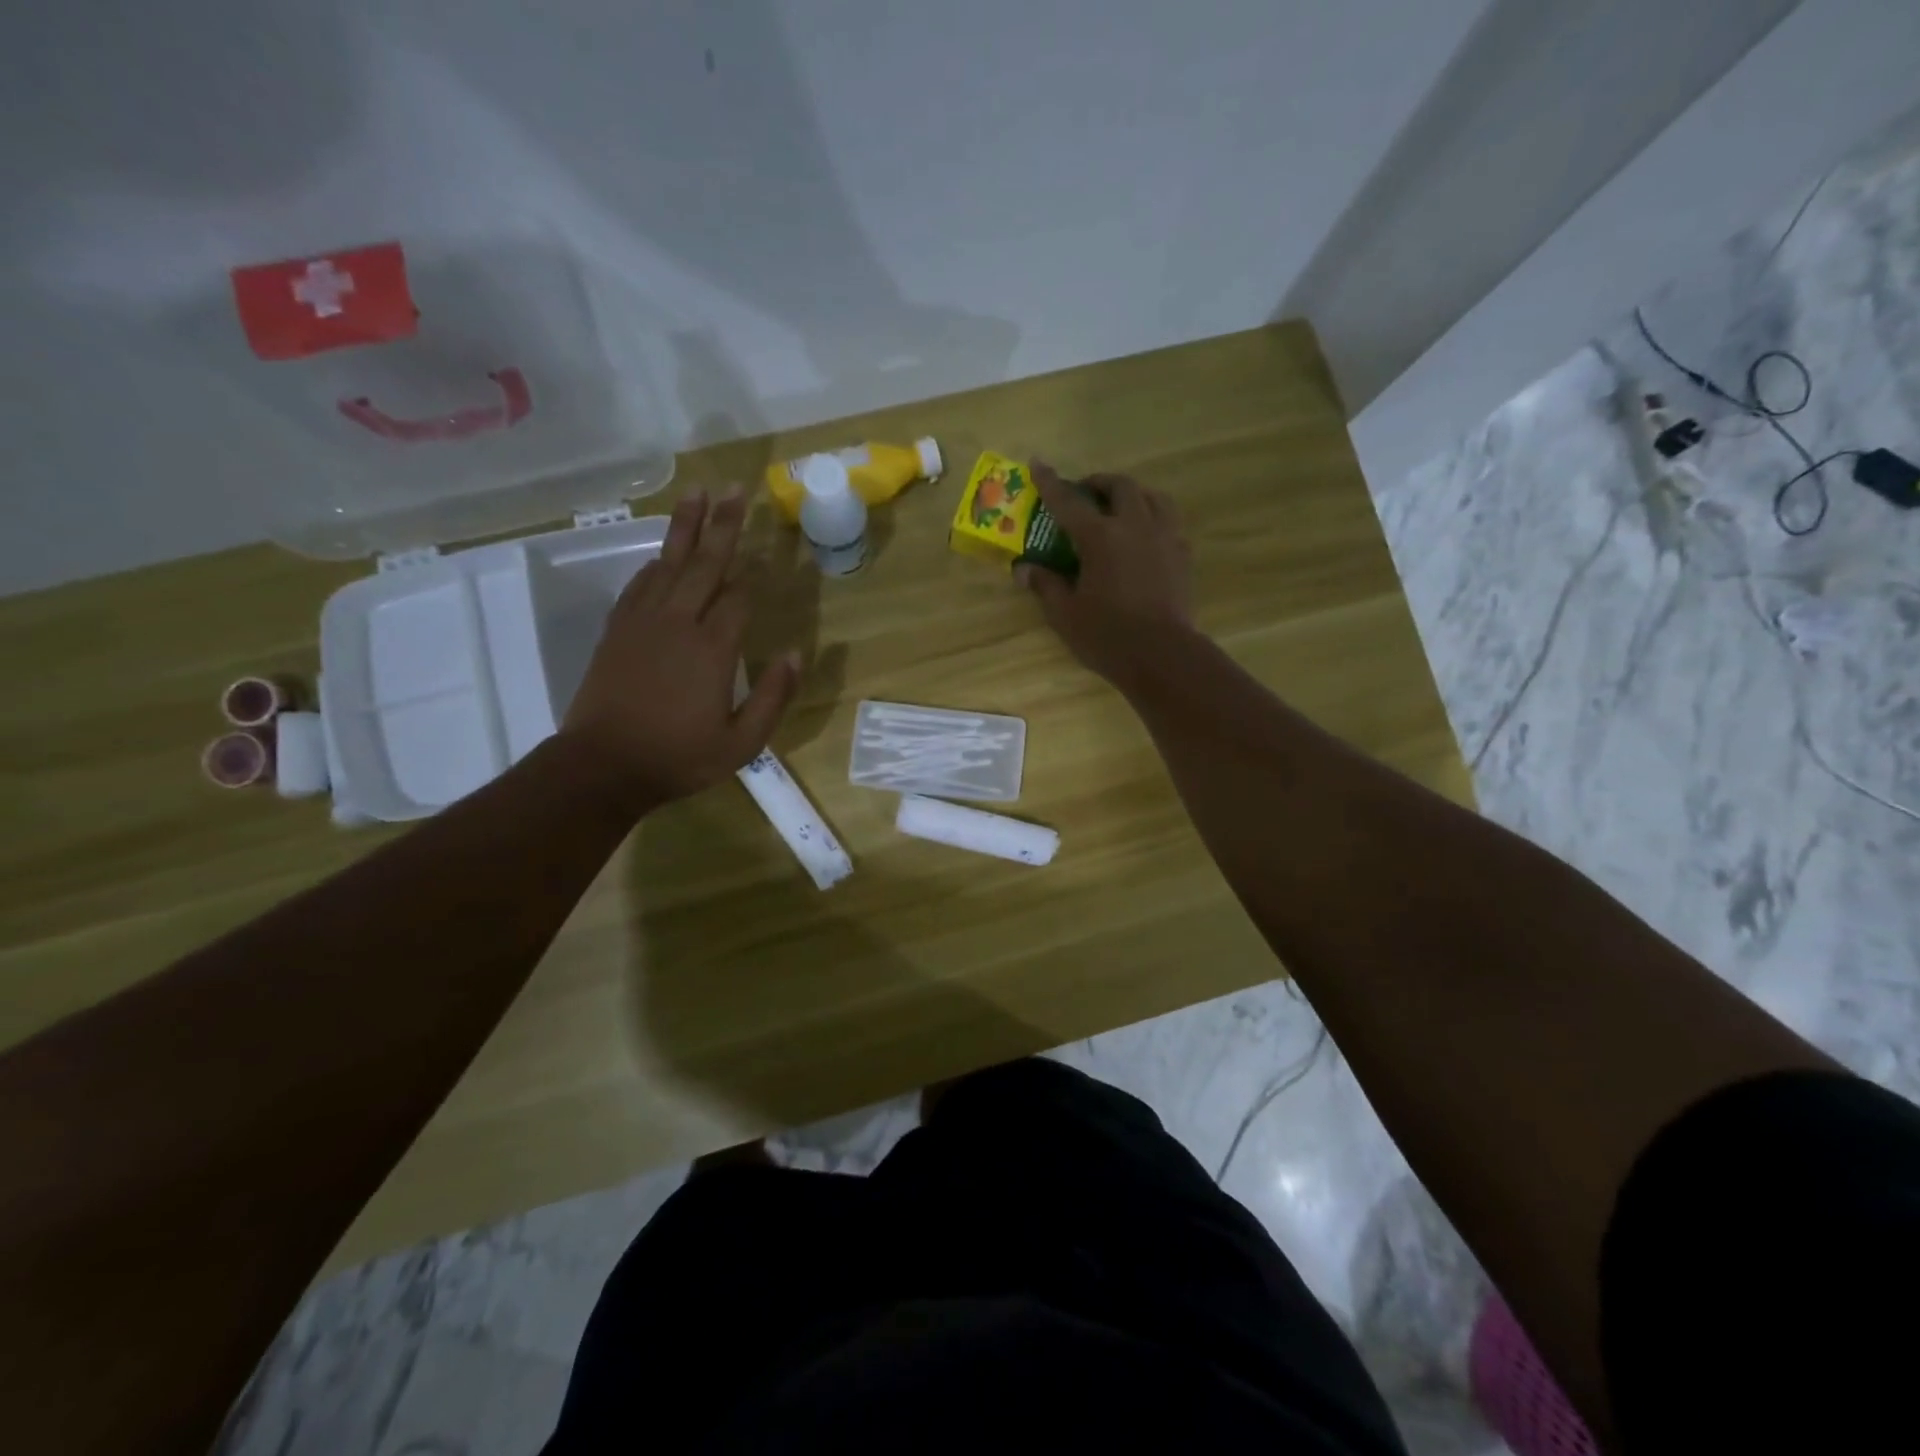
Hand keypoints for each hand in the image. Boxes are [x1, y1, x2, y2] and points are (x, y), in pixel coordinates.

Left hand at [561, 488, 799, 808]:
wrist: (603, 766)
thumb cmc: (678, 757)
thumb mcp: (741, 743)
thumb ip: (773, 698)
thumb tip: (796, 654)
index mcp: (713, 649)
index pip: (739, 597)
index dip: (756, 573)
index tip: (772, 552)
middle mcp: (679, 623)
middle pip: (705, 563)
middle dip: (723, 524)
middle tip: (735, 487)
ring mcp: (643, 622)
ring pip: (668, 563)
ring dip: (685, 527)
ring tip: (697, 493)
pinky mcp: (617, 630)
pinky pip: (639, 585)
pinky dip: (654, 564)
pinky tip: (661, 553)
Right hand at [1017, 462, 1193, 685]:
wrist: (1163, 655)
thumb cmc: (1107, 636)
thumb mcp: (1065, 614)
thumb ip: (1045, 585)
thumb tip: (1023, 569)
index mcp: (1100, 537)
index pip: (1068, 502)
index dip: (1050, 482)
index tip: (1037, 463)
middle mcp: (1135, 526)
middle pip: (1120, 487)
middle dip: (1098, 483)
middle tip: (1084, 494)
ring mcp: (1165, 538)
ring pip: (1153, 497)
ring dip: (1133, 495)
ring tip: (1120, 507)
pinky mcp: (1183, 556)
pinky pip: (1169, 523)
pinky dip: (1153, 519)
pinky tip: (1145, 537)